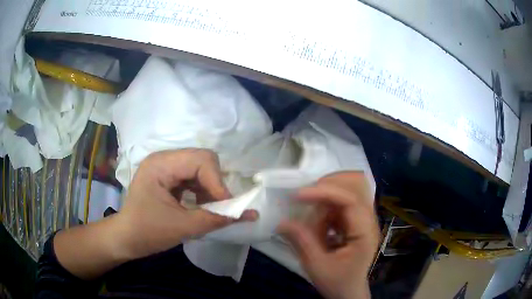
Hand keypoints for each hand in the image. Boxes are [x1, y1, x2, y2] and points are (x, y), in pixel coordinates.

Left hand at [111, 149, 256, 259]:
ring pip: (200, 168)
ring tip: (211, 208)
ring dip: (210, 188)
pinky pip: (193, 177)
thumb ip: (217, 219)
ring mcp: (165, 166)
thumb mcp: (183, 227)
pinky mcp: (168, 177)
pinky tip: (201, 205)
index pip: (201, 161)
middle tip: (220, 207)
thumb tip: (252, 214)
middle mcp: (163, 158)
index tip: (227, 208)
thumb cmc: (147, 232)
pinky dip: (202, 191)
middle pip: (203, 160)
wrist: (127, 239)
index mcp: (161, 164)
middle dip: (215, 184)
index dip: (218, 183)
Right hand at [278, 172, 378, 298]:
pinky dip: (326, 203)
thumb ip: (302, 242)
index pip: (351, 199)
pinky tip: (316, 219)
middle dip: (328, 185)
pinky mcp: (355, 219)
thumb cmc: (337, 282)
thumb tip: (282, 222)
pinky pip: (342, 200)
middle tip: (304, 196)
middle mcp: (368, 220)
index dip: (325, 192)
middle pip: (356, 184)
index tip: (298, 195)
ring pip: (349, 188)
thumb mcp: (317, 266)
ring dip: (326, 193)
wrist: (349, 291)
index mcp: (365, 232)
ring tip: (309, 208)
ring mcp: (363, 218)